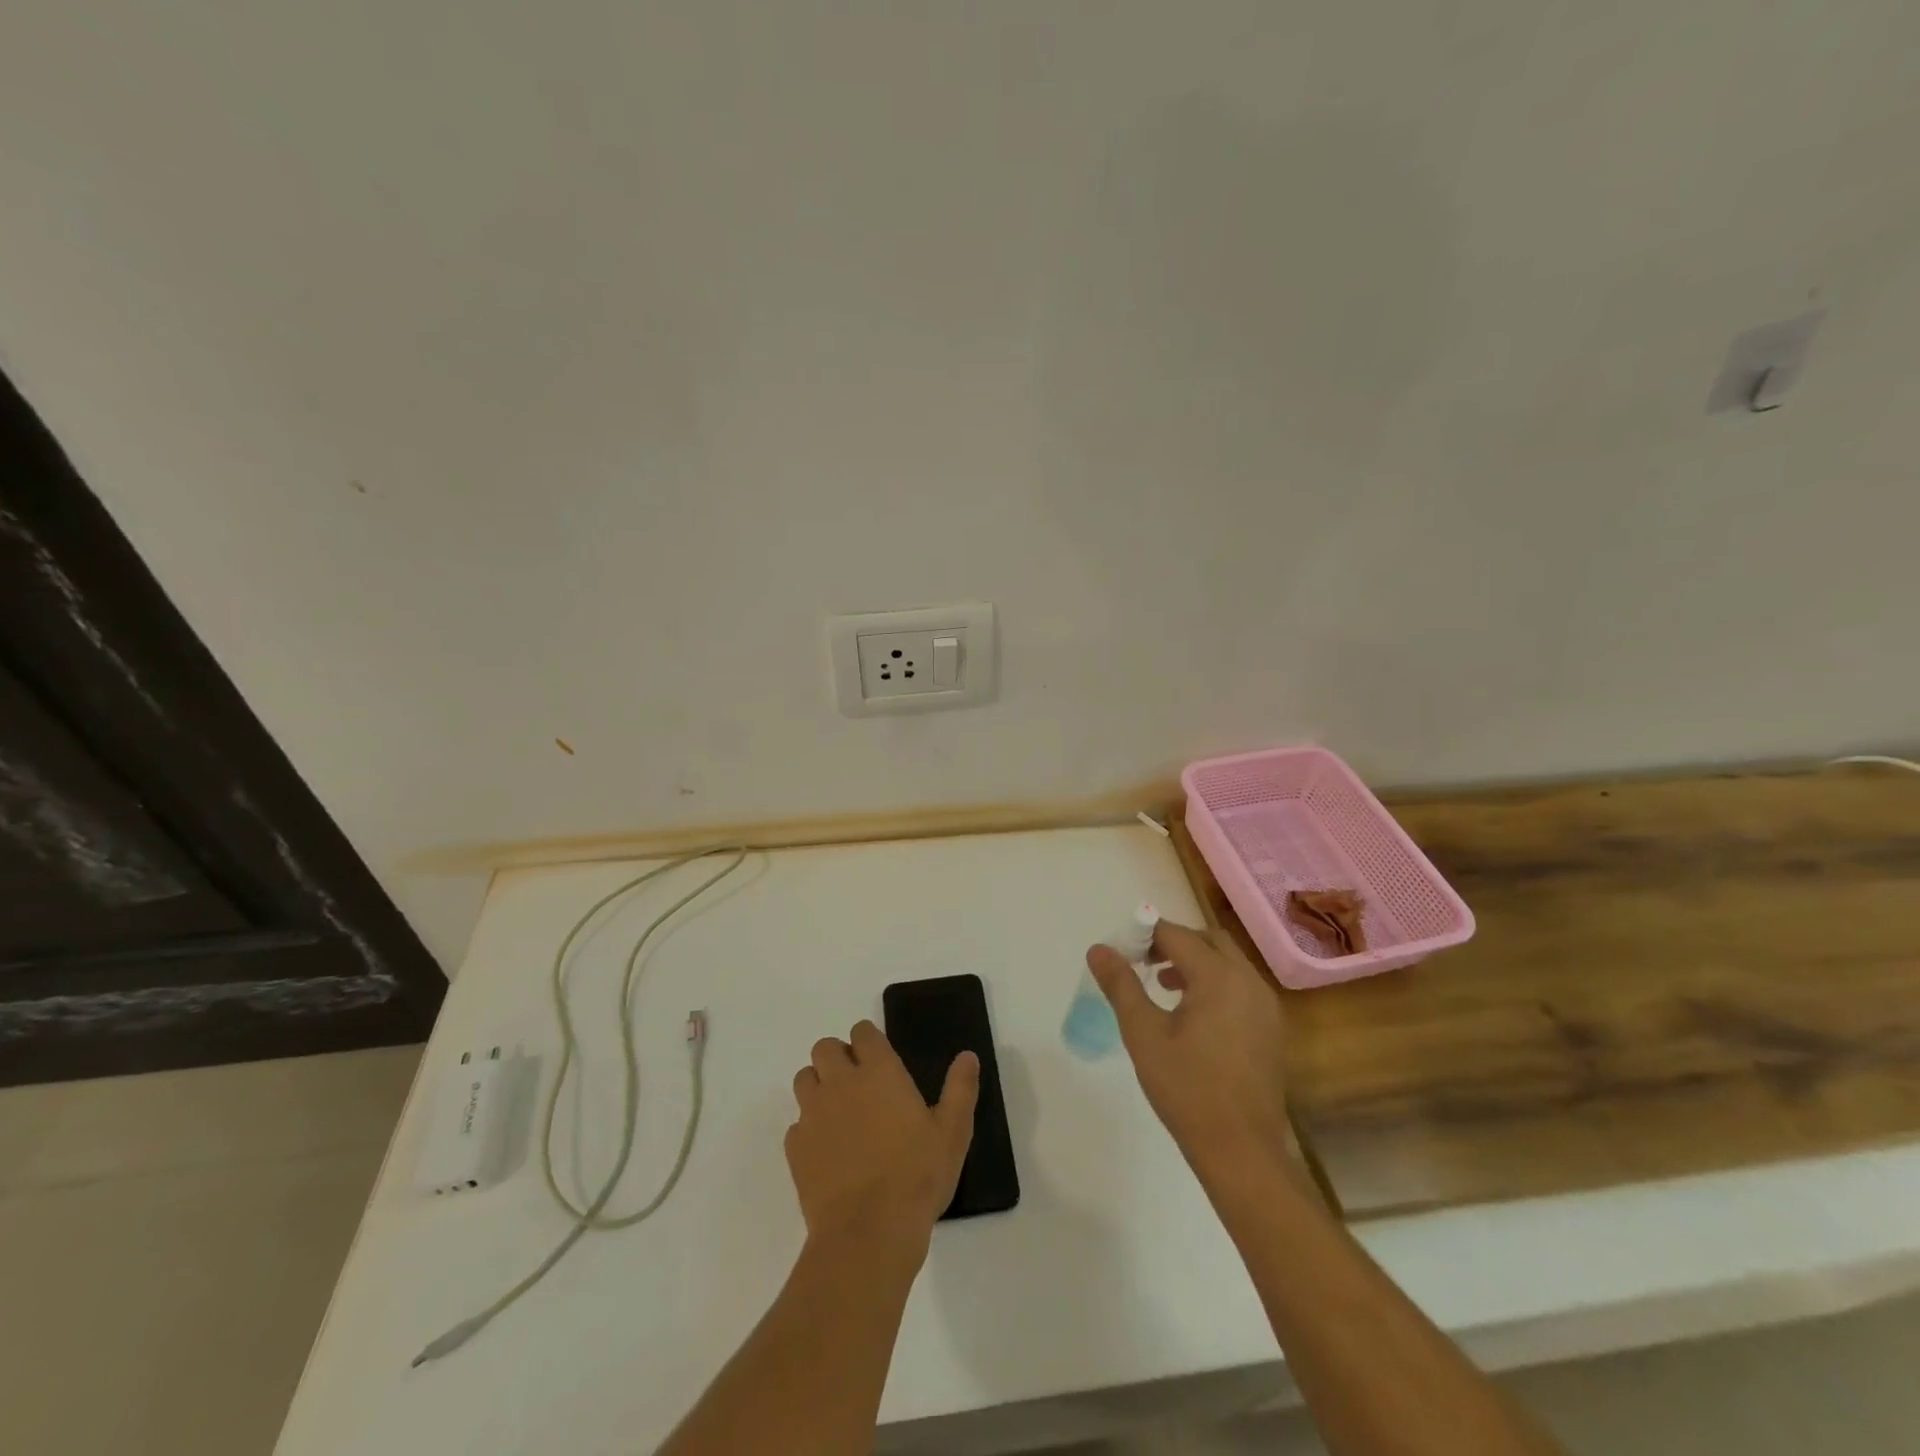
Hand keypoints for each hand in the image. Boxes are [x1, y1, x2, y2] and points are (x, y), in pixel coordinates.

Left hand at [785, 1020, 978, 1258]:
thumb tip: (968, 1056)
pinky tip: (827, 1152)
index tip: (879, 1059)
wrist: (868, 1233)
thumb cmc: (917, 1176)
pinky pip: (796, 1124)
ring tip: (839, 1112)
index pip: (863, 1032)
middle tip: (857, 1083)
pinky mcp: (795, 1148)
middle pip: (825, 1047)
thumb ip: (960, 1089)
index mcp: (879, 1071)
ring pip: (804, 1079)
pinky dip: (808, 1129)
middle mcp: (841, 1082)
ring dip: (818, 1086)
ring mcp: (813, 1114)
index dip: (869, 1041)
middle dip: (838, 1057)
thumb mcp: (952, 1132)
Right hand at [1086, 922, 1290, 1177]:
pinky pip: (1239, 986)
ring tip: (1162, 985)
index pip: (1176, 935)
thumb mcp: (1143, 1034)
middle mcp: (1248, 981)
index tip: (1121, 952)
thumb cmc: (1187, 1089)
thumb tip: (1099, 949)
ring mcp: (1265, 1006)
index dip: (1145, 935)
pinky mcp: (1270, 1028)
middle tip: (1142, 962)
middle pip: (1208, 940)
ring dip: (1194, 962)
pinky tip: (1191, 1014)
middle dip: (1173, 942)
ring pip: (1227, 962)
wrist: (1242, 1152)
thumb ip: (1121, 985)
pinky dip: (1214, 983)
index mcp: (1219, 977)